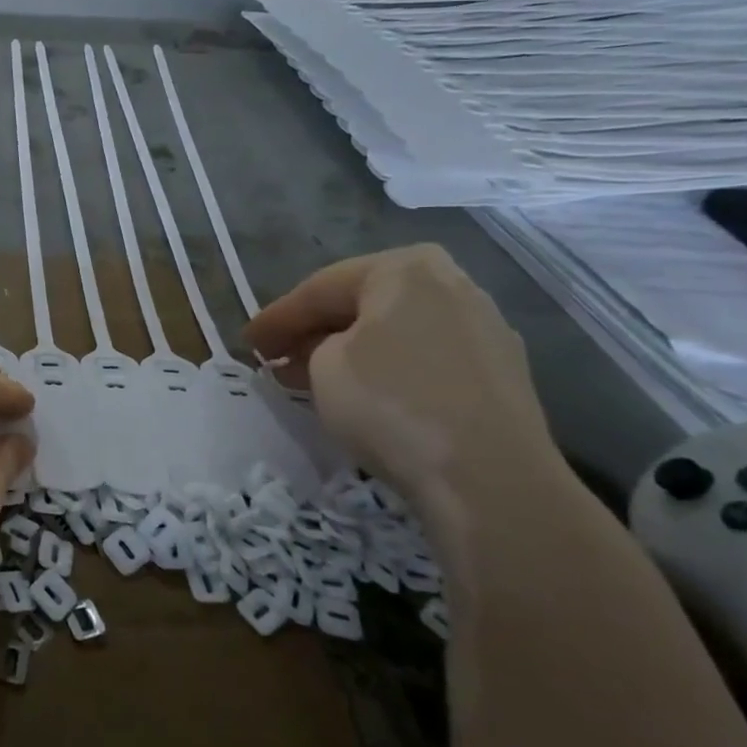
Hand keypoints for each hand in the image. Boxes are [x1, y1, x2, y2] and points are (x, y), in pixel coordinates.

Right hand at [246, 245, 561, 537]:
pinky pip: (425, 360)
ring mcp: (483, 329)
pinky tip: (364, 396)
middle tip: (275, 358)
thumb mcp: (322, 366)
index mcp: (405, 268)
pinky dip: (387, 371)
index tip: (246, 342)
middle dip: (315, 332)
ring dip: (349, 352)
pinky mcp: (500, 375)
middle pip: (363, 305)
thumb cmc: (391, 403)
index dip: (277, 318)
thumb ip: (312, 347)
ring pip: (395, 333)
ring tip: (311, 380)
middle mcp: (452, 285)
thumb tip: (319, 352)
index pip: (321, 288)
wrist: (489, 477)